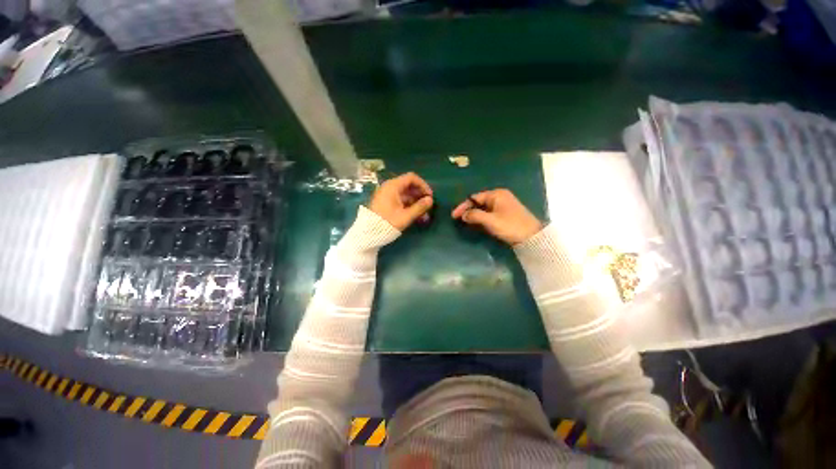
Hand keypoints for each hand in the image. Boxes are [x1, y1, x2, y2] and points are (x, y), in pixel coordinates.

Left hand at [369, 172, 433, 229]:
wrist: (369, 233)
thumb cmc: (387, 222)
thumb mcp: (406, 216)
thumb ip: (419, 207)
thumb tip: (430, 200)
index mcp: (393, 186)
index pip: (411, 178)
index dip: (423, 185)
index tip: (429, 195)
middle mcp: (389, 187)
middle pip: (409, 185)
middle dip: (420, 195)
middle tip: (428, 205)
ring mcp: (387, 195)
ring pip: (405, 194)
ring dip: (415, 202)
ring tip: (424, 214)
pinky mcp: (386, 202)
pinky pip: (400, 200)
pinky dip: (409, 205)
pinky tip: (415, 215)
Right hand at [451, 189, 542, 244]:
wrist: (532, 237)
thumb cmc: (510, 226)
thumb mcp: (491, 221)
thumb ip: (475, 216)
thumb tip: (463, 215)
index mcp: (496, 194)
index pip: (475, 198)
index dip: (463, 206)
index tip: (454, 215)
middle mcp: (499, 197)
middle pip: (479, 202)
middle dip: (468, 210)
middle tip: (458, 219)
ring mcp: (503, 205)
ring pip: (484, 208)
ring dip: (474, 214)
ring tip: (464, 222)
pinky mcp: (505, 214)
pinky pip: (489, 213)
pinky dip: (481, 218)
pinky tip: (476, 223)